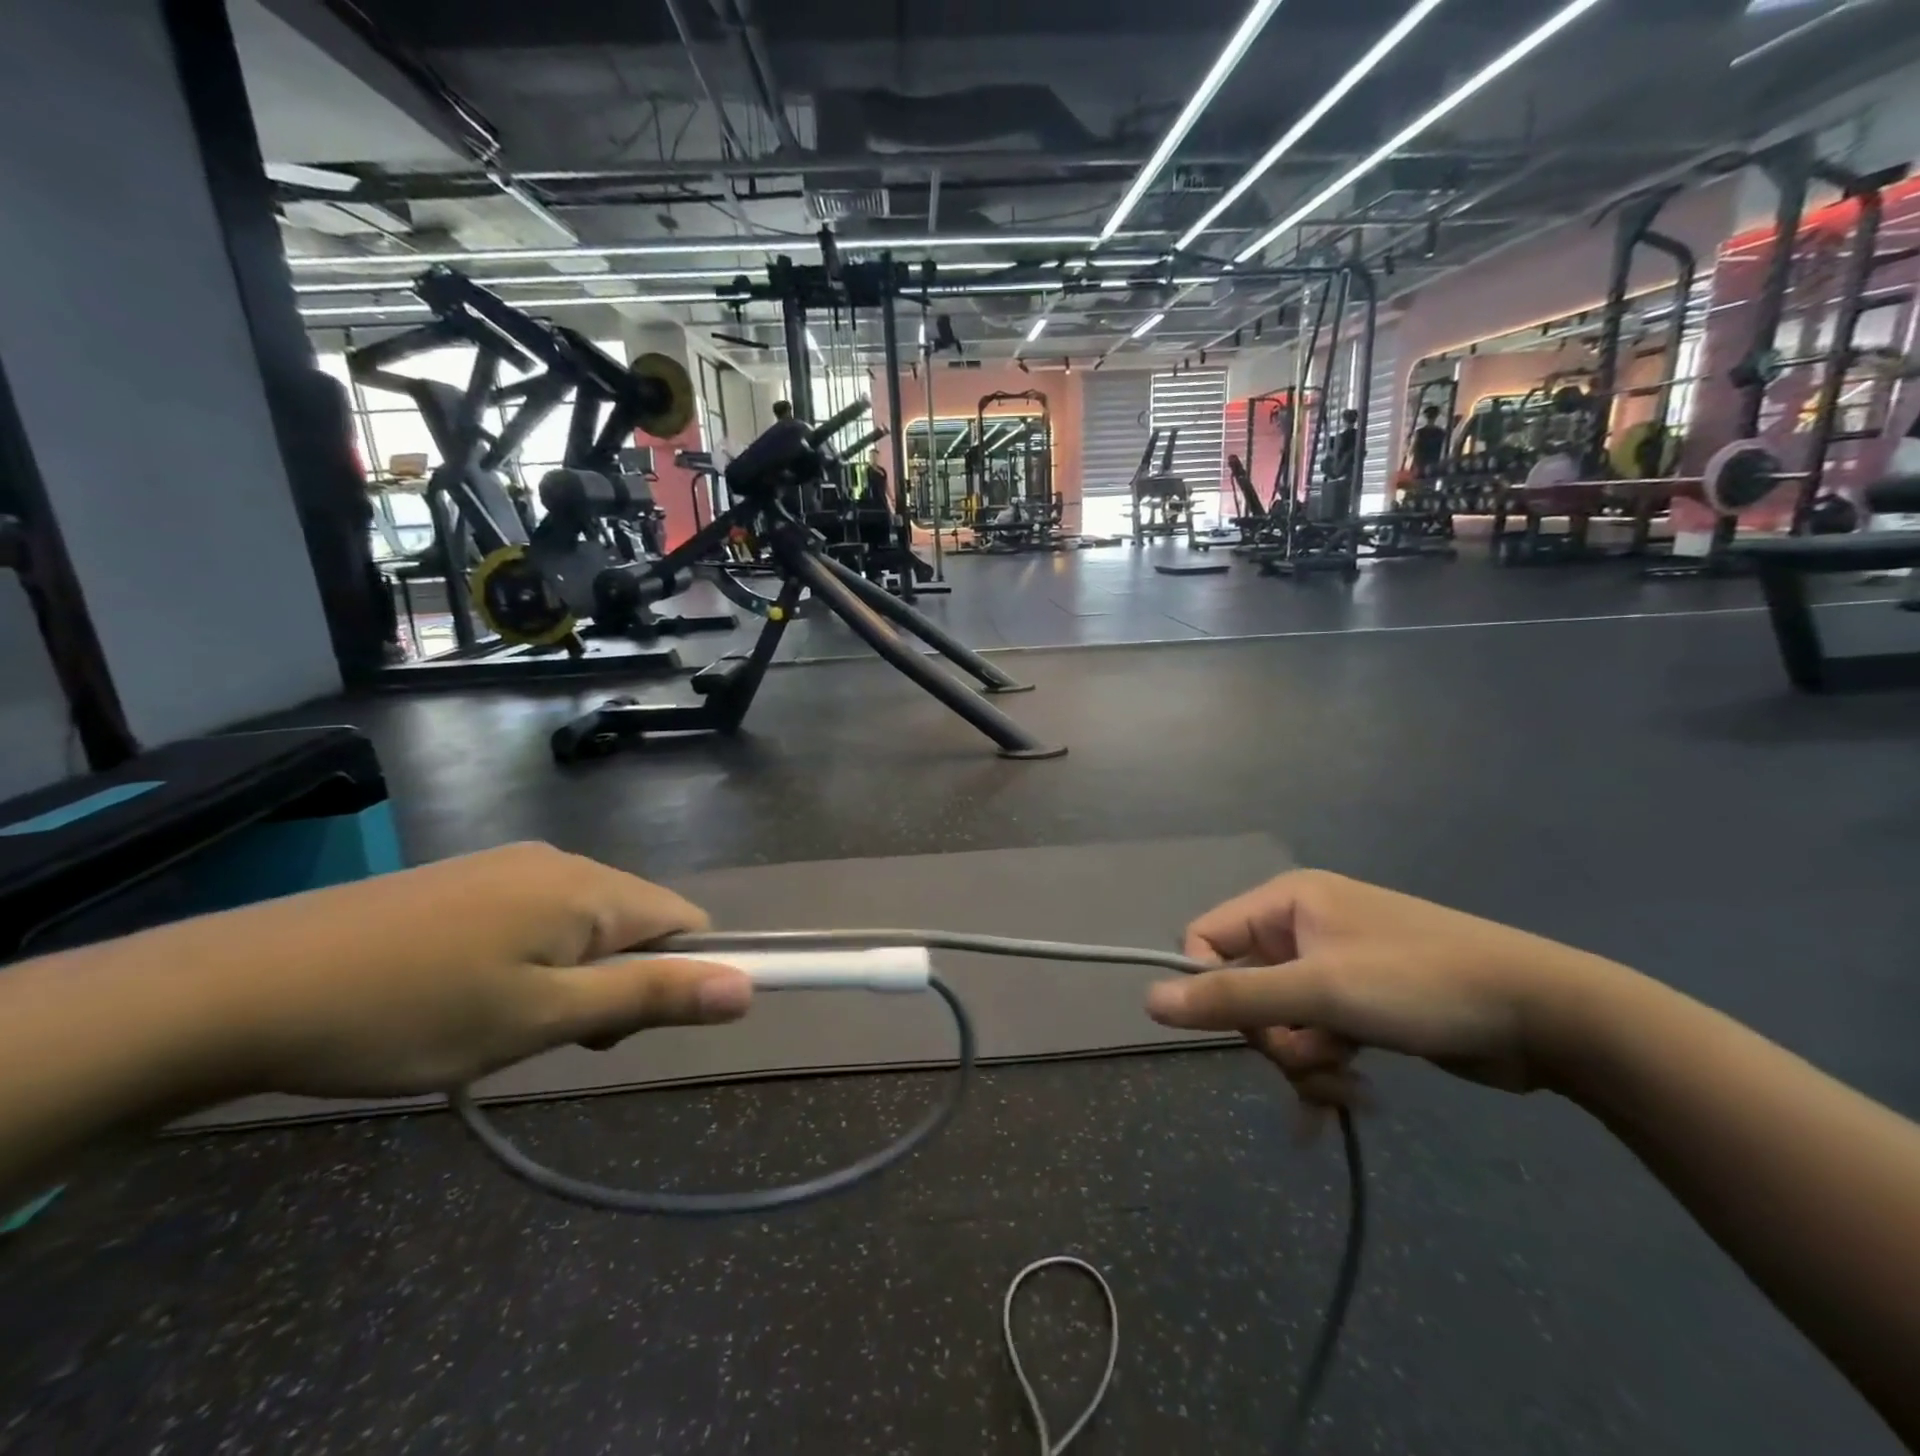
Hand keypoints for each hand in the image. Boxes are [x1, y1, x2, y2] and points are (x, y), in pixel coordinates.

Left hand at [174, 843, 749, 1097]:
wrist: (240, 987)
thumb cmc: (410, 1012)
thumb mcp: (541, 1019)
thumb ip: (649, 998)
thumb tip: (745, 987)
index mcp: (588, 888)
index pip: (684, 921)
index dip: (680, 974)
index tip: (624, 1030)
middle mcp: (560, 862)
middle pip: (634, 921)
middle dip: (619, 981)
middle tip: (553, 1038)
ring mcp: (508, 866)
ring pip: (583, 923)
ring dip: (573, 976)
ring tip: (505, 1026)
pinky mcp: (466, 881)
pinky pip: (536, 917)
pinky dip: (532, 959)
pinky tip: (470, 996)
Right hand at [1146, 870, 1623, 1106]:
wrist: (1548, 1015)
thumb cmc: (1421, 984)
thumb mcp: (1320, 991)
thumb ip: (1232, 998)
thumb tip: (1150, 1000)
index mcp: (1286, 903)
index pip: (1206, 939)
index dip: (1209, 987)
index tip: (1241, 1030)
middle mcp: (1303, 927)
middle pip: (1246, 988)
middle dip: (1273, 1038)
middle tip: (1314, 1061)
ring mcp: (1334, 967)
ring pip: (1282, 1021)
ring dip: (1304, 1062)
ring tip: (1348, 1088)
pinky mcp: (1363, 1005)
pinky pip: (1317, 1038)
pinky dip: (1323, 1072)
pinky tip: (1335, 1115)